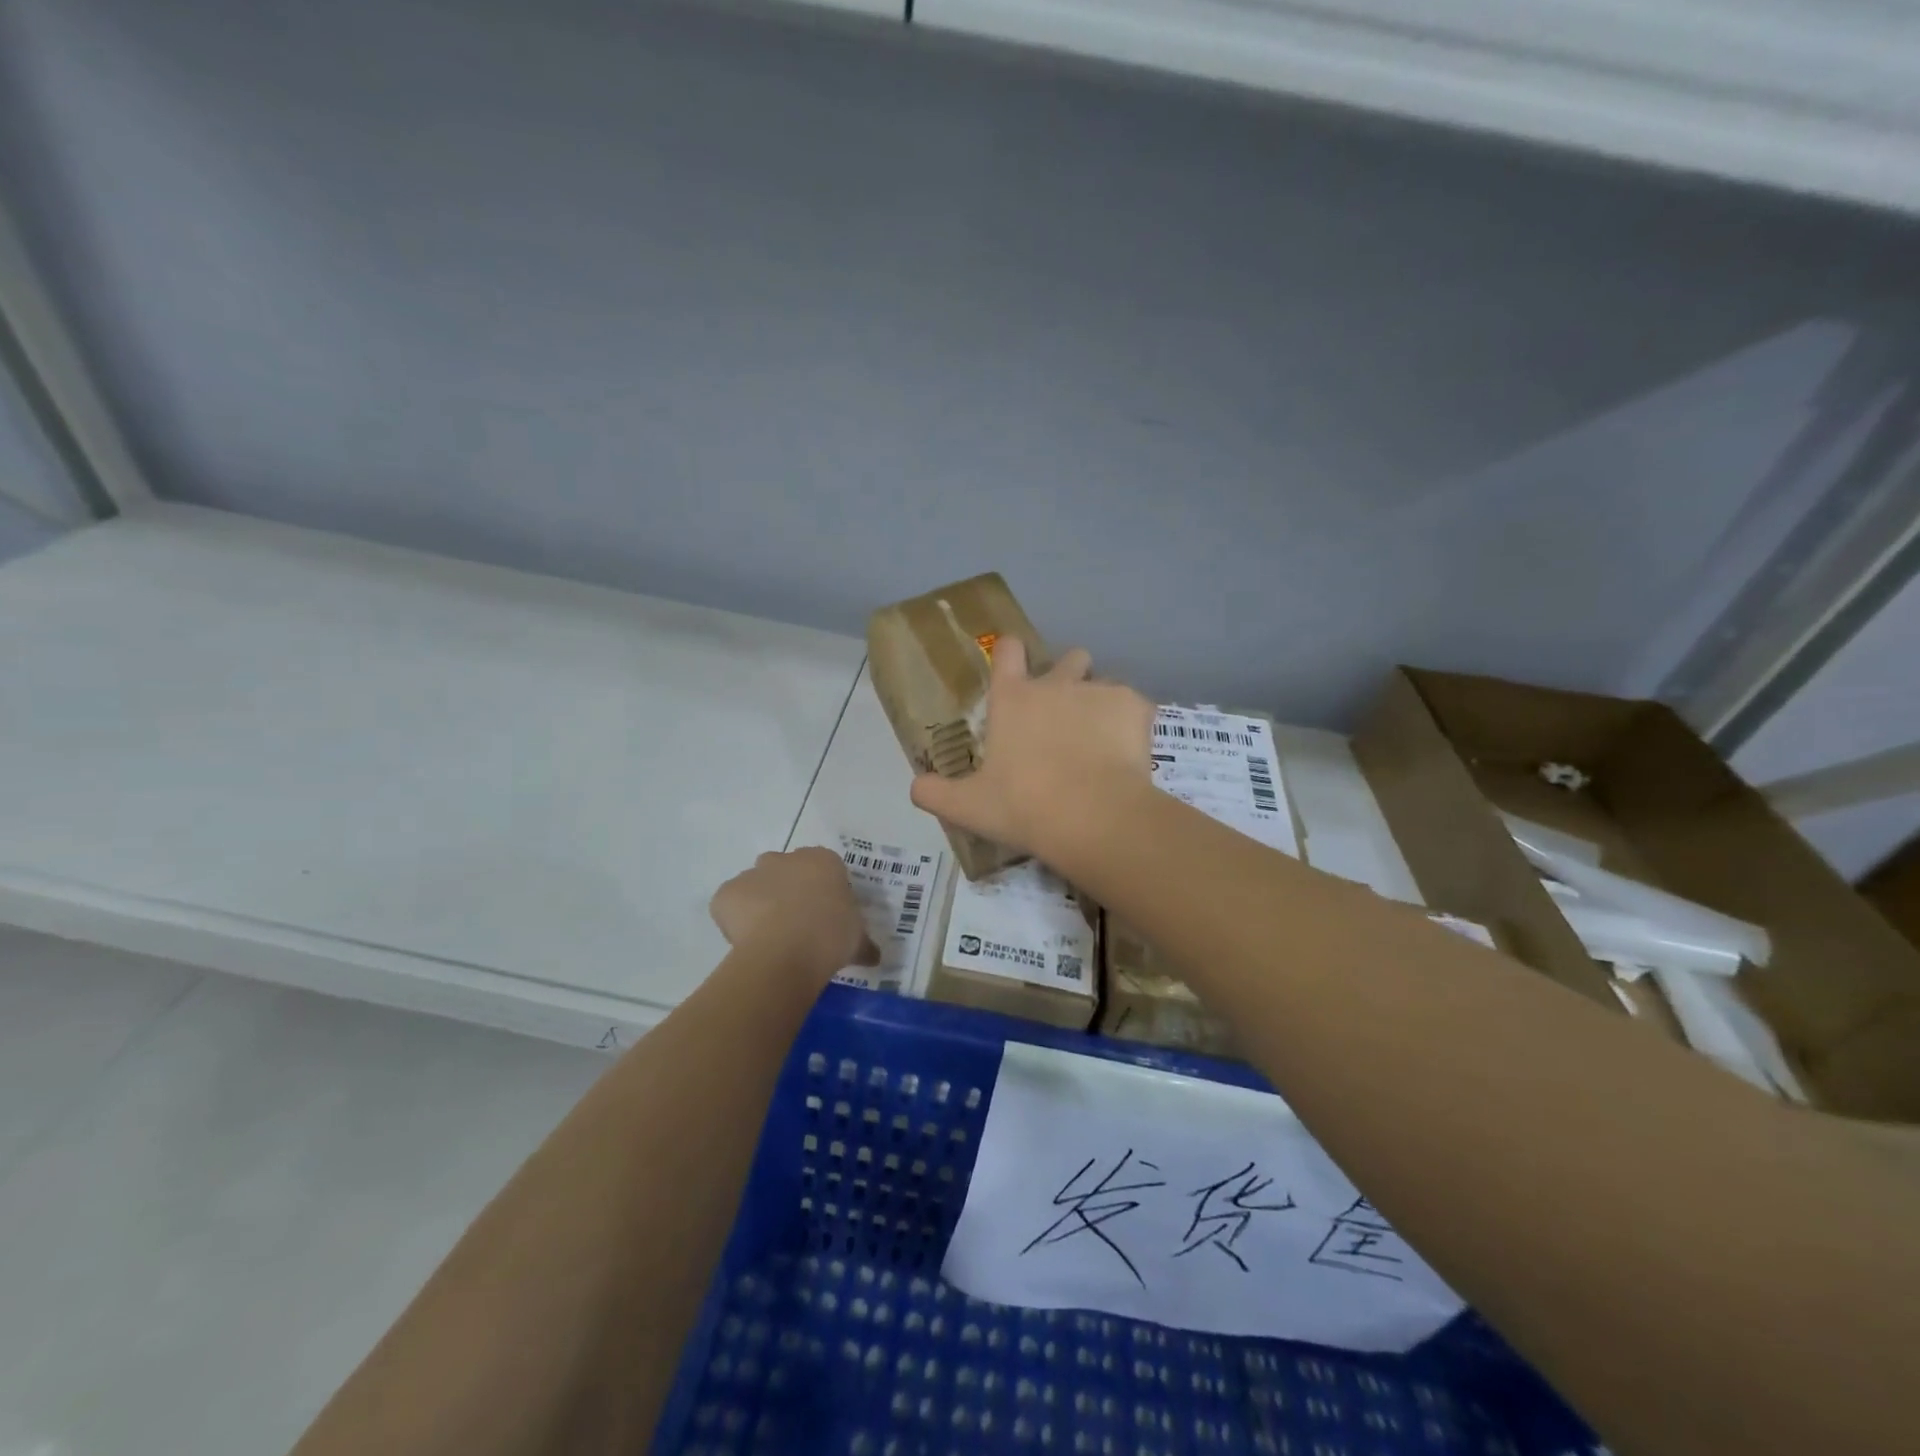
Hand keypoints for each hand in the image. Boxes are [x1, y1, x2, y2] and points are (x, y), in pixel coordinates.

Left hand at [710, 848, 879, 979]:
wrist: (786, 952)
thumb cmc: (830, 936)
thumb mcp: (857, 940)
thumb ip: (863, 943)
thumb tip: (874, 956)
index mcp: (823, 861)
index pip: (824, 869)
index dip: (822, 892)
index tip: (825, 917)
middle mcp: (786, 859)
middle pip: (786, 869)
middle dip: (788, 890)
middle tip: (797, 924)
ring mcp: (753, 874)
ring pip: (756, 884)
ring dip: (761, 903)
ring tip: (771, 938)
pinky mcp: (726, 893)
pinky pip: (730, 904)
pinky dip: (734, 919)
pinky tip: (748, 944)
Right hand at [909, 639, 1154, 859]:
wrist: (1092, 817)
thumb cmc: (1024, 806)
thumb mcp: (968, 807)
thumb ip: (935, 793)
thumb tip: (915, 787)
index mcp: (1013, 700)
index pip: (1008, 651)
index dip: (1010, 653)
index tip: (1014, 667)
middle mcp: (1056, 685)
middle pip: (1068, 658)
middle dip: (1069, 676)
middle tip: (1067, 715)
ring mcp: (1098, 691)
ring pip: (1103, 683)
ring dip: (1100, 704)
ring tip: (1102, 741)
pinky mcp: (1135, 706)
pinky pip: (1135, 706)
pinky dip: (1131, 725)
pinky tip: (1128, 756)